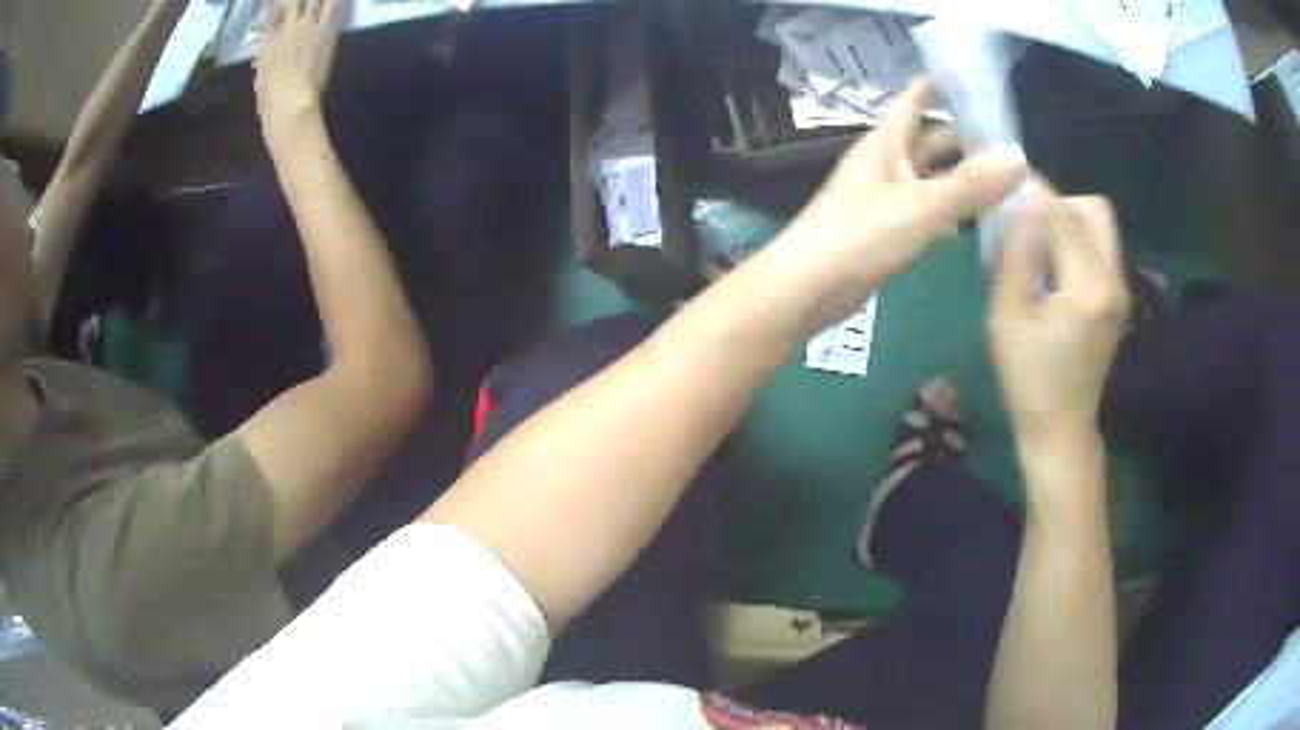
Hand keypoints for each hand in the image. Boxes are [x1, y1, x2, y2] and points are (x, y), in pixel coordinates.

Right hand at [254, 0, 345, 128]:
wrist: (289, 100)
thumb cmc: (270, 98)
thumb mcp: (260, 79)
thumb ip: (263, 64)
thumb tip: (261, 62)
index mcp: (266, 42)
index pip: (271, 16)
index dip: (278, 8)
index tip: (283, 6)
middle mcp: (286, 28)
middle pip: (294, 2)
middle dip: (298, 0)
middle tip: (303, 1)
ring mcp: (306, 26)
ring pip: (314, 0)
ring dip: (318, 0)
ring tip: (322, 0)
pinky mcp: (325, 29)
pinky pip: (333, 7)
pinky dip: (336, 2)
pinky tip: (340, 1)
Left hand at [779, 77, 1027, 326]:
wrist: (809, 288)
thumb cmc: (860, 234)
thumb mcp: (921, 205)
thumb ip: (970, 184)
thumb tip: (1018, 157)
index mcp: (886, 144)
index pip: (912, 102)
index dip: (934, 87)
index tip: (965, 78)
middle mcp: (886, 164)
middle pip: (930, 142)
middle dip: (965, 140)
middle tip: (1008, 143)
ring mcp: (886, 198)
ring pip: (932, 179)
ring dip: (963, 179)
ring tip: (1004, 181)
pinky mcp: (888, 231)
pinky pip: (927, 211)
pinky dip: (951, 213)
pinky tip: (976, 221)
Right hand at [990, 181, 1129, 442]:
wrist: (1061, 428)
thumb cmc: (1028, 379)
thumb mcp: (1009, 315)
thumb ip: (1017, 253)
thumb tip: (1022, 202)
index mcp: (1088, 287)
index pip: (1064, 214)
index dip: (1034, 193)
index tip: (1006, 185)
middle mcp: (1113, 280)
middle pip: (1095, 209)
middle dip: (1060, 203)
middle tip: (1028, 224)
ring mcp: (1119, 290)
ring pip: (1100, 226)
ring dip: (1068, 222)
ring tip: (1037, 246)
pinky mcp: (1117, 298)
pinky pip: (1099, 249)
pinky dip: (1075, 243)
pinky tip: (1052, 268)